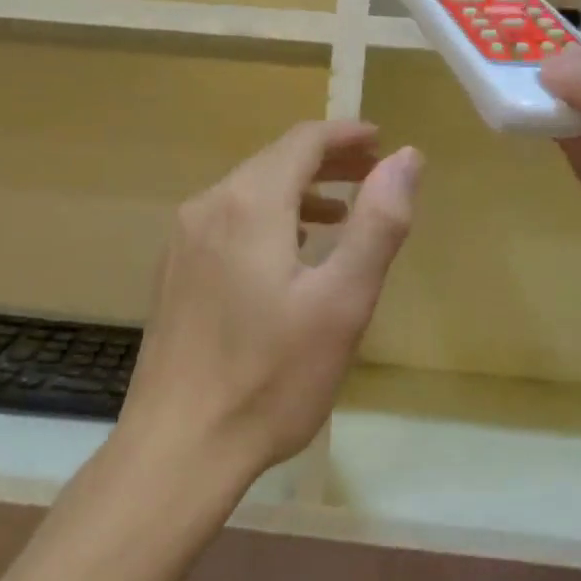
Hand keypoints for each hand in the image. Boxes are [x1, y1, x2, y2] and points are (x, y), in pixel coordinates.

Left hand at [117, 120, 420, 489]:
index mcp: (249, 204)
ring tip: (341, 210)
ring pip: (248, 189)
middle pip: (274, 160)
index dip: (346, 135)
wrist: (178, 445)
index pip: (302, 141)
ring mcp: (183, 238)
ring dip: (298, 189)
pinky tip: (289, 249)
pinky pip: (227, 219)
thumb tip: (406, 159)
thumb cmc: (271, 378)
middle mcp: (207, 206)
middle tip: (374, 173)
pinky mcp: (173, 269)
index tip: (383, 141)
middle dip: (327, 160)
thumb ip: (378, 223)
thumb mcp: (343, 302)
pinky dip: (268, 217)